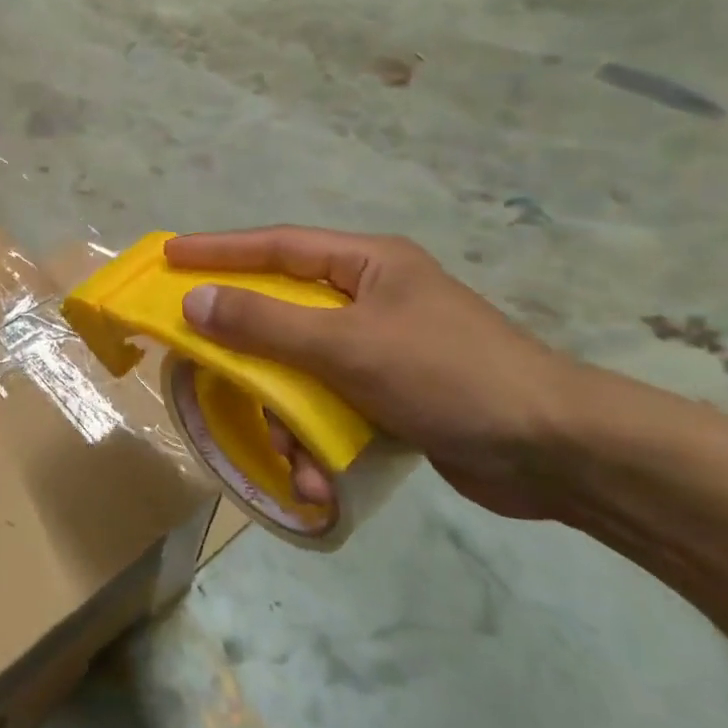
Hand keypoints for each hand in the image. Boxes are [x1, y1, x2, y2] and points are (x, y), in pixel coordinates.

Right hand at [164, 227, 587, 520]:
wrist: (557, 453)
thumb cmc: (448, 376)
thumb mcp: (347, 345)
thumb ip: (266, 324)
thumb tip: (194, 302)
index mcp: (366, 265)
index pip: (276, 246)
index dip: (218, 250)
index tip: (170, 255)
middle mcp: (369, 299)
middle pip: (282, 314)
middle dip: (249, 355)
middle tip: (202, 364)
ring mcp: (381, 349)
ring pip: (301, 371)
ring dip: (287, 417)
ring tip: (292, 458)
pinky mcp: (391, 396)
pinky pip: (330, 407)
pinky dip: (319, 442)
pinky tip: (322, 481)